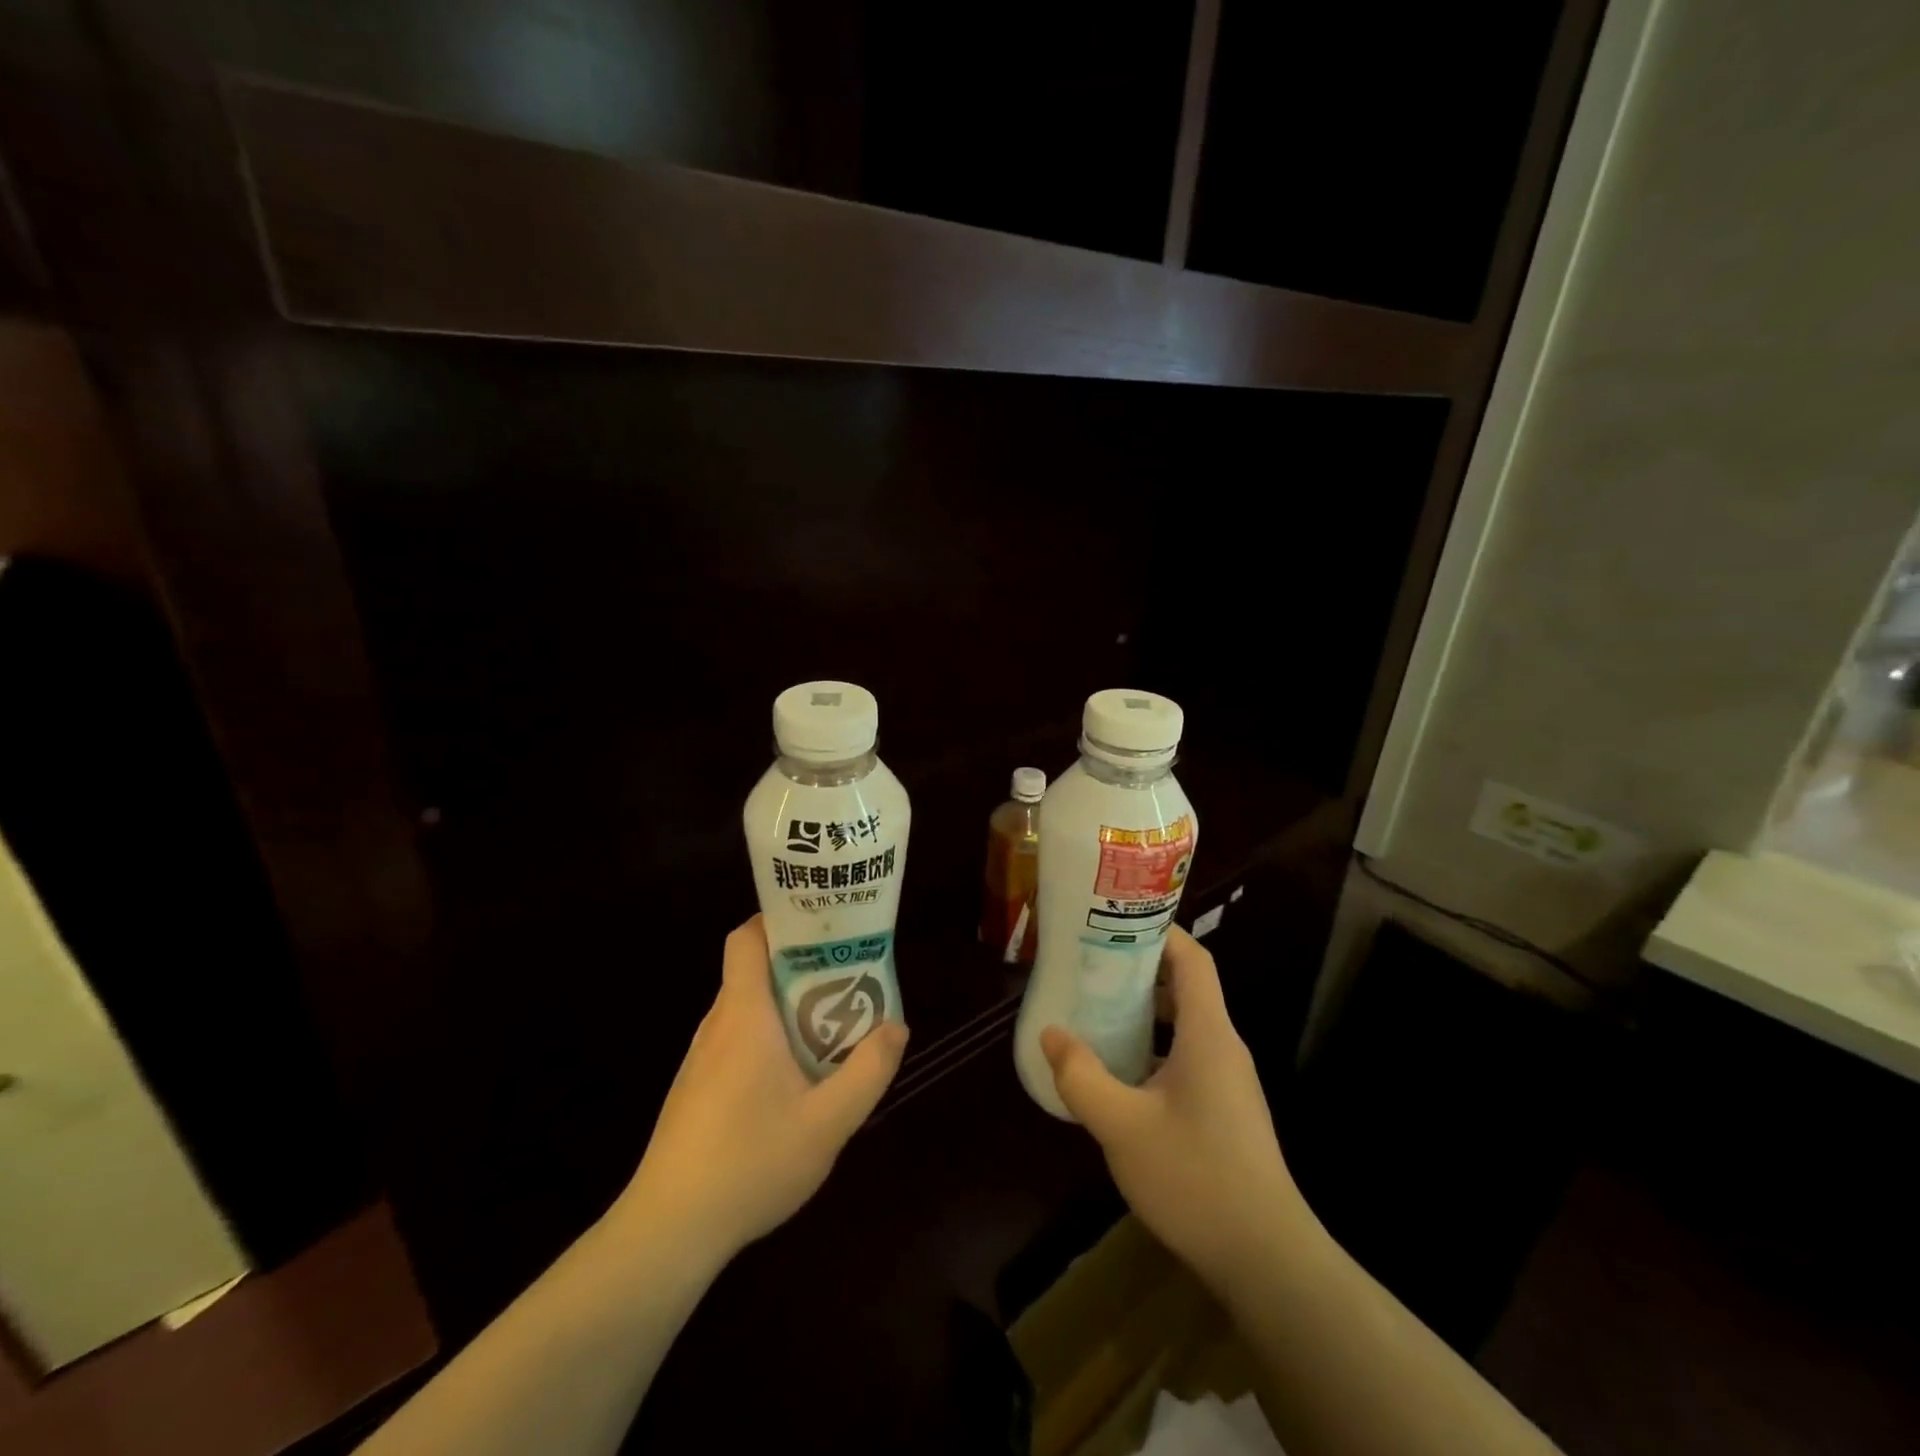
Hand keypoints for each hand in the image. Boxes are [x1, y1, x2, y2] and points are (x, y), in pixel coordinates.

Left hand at [616, 916, 907, 1261]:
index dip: (779, 920)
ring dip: (786, 1006)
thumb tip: (896, 1026)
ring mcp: (701, 1059)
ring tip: (830, 1024)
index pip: (746, 938)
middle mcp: (718, 1025)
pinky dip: (768, 1039)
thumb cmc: (749, 1163)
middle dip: (800, 966)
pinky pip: (736, 1041)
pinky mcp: (695, 1089)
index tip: (821, 927)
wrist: (667, 1232)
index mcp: (743, 1016)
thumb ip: (868, 1071)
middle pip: (753, 970)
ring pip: (746, 1009)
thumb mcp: (827, 1123)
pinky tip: (795, 1079)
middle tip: (846, 976)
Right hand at [1040, 927, 1306, 1291]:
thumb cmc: (1196, 1178)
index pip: (1192, 958)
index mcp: (1208, 1033)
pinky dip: (1154, 1046)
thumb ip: (1081, 1076)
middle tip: (1091, 964)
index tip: (1115, 921)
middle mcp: (1223, 1046)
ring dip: (1145, 1011)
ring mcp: (1229, 1080)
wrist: (1268, 1260)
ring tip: (1097, 1010)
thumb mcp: (1122, 1126)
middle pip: (1186, 986)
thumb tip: (1051, 1034)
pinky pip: (1187, 1056)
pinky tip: (1120, 1071)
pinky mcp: (1226, 1109)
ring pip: (1186, 1024)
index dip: (1159, 931)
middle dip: (1140, 969)